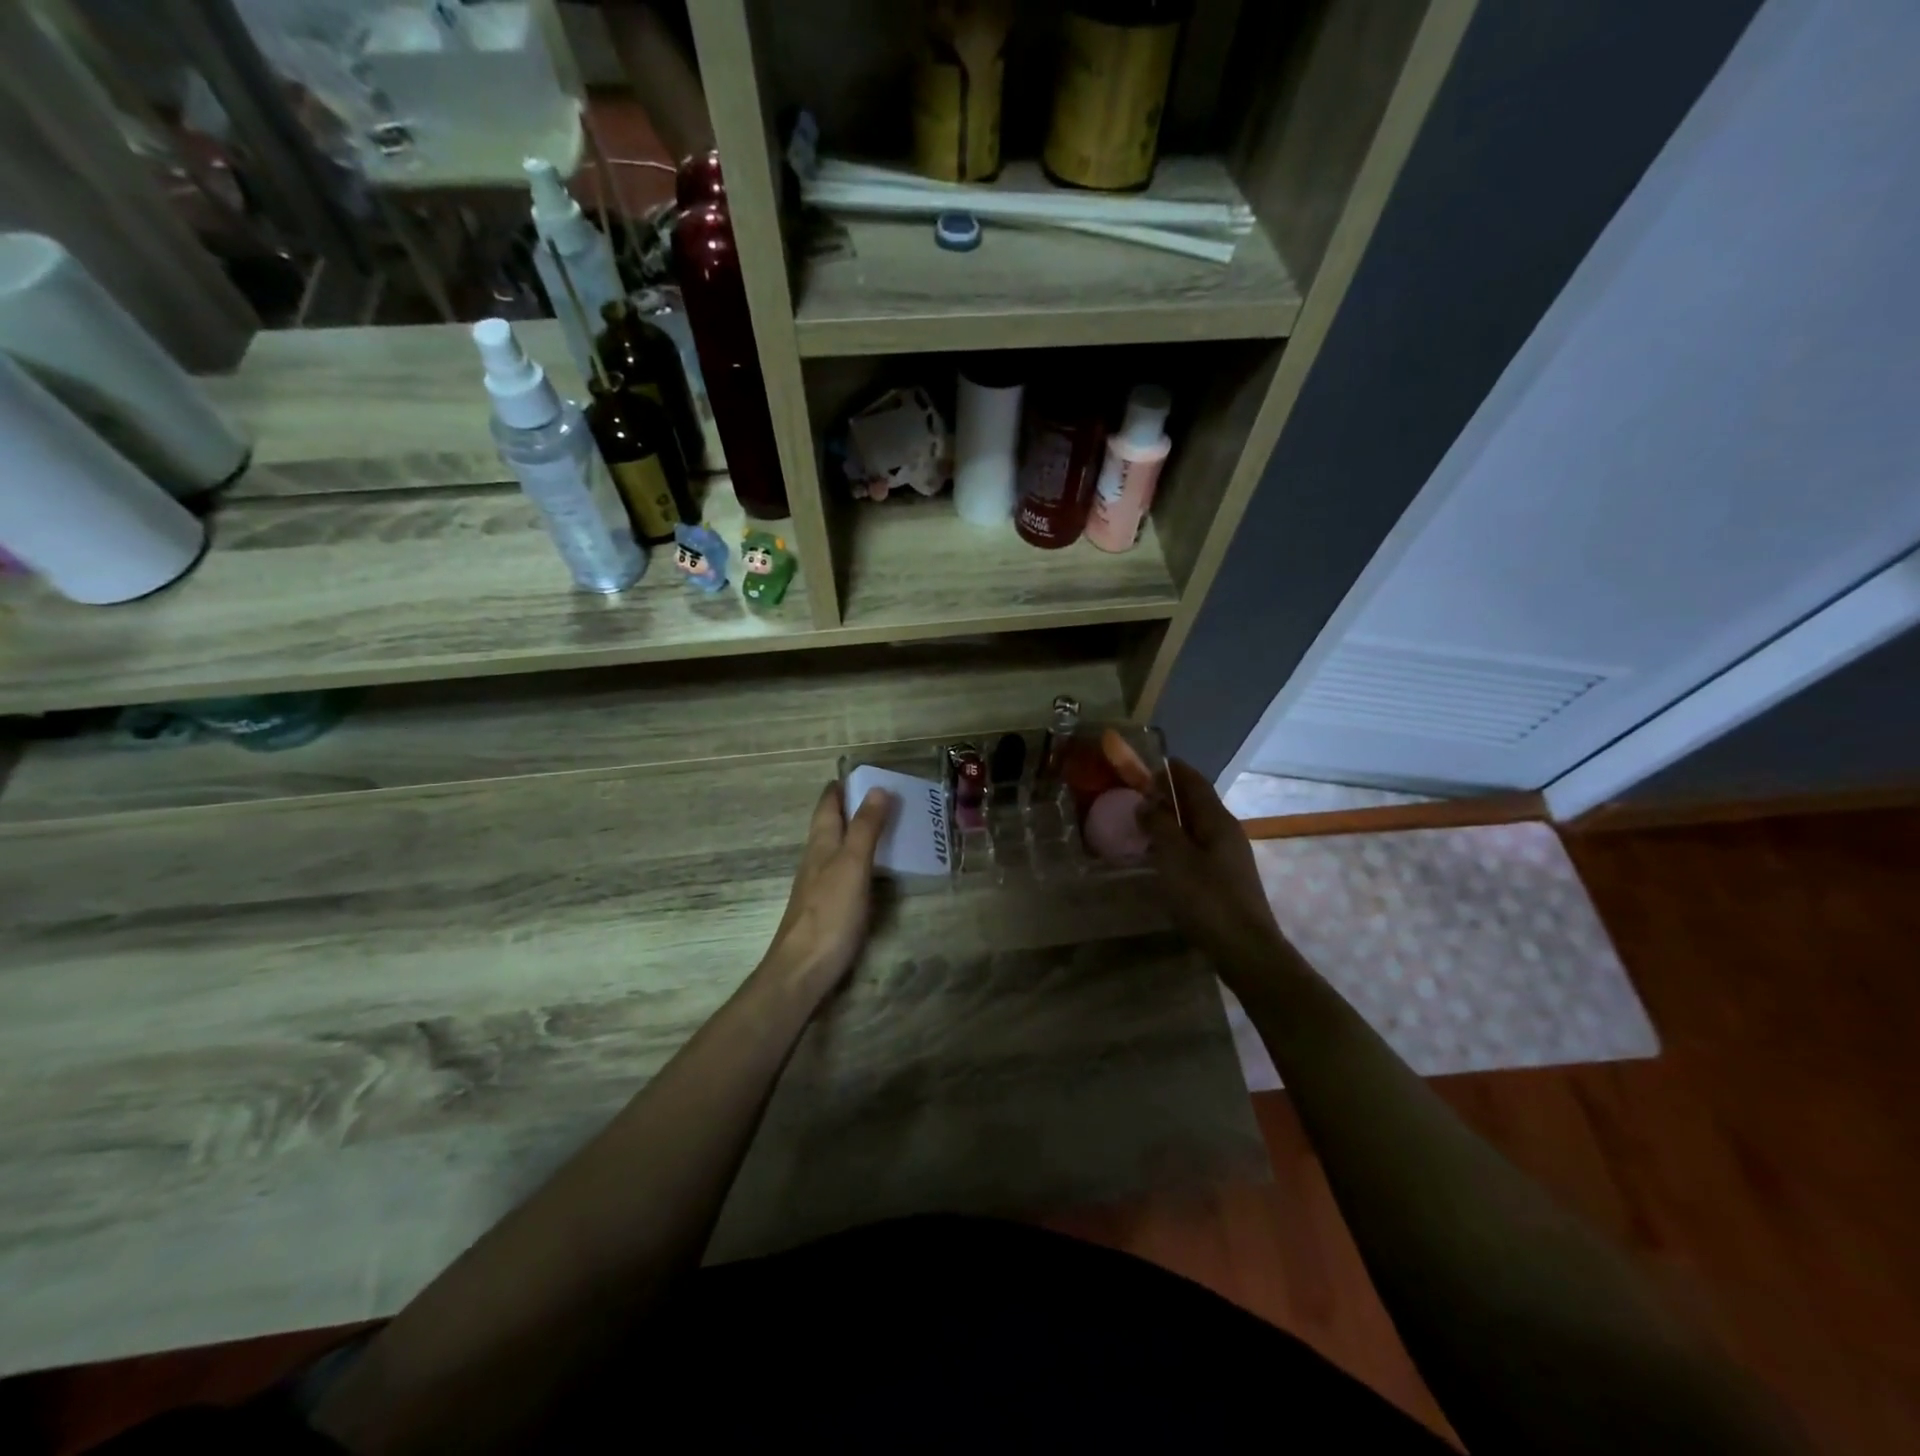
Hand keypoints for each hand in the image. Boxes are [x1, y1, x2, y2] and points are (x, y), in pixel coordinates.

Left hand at [761, 782, 893, 996]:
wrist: (803, 970)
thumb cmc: (829, 913)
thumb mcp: (852, 865)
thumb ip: (866, 828)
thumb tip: (878, 788)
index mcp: (821, 844)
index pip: (828, 804)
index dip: (842, 786)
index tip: (864, 772)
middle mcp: (817, 859)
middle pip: (833, 824)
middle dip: (854, 807)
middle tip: (888, 796)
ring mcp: (820, 885)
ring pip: (839, 848)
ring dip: (860, 834)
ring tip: (890, 826)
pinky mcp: (828, 908)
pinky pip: (847, 872)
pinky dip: (863, 861)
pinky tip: (878, 870)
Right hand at [1139, 759, 1286, 983]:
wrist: (1245, 949)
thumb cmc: (1207, 898)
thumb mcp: (1174, 857)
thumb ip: (1158, 825)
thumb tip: (1146, 801)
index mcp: (1217, 820)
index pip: (1194, 782)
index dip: (1172, 769)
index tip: (1148, 761)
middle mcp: (1227, 832)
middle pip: (1197, 803)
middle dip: (1169, 793)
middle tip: (1137, 791)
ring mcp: (1229, 857)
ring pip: (1197, 827)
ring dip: (1172, 819)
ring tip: (1144, 821)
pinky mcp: (1226, 879)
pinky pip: (1198, 848)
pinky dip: (1178, 841)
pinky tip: (1162, 855)